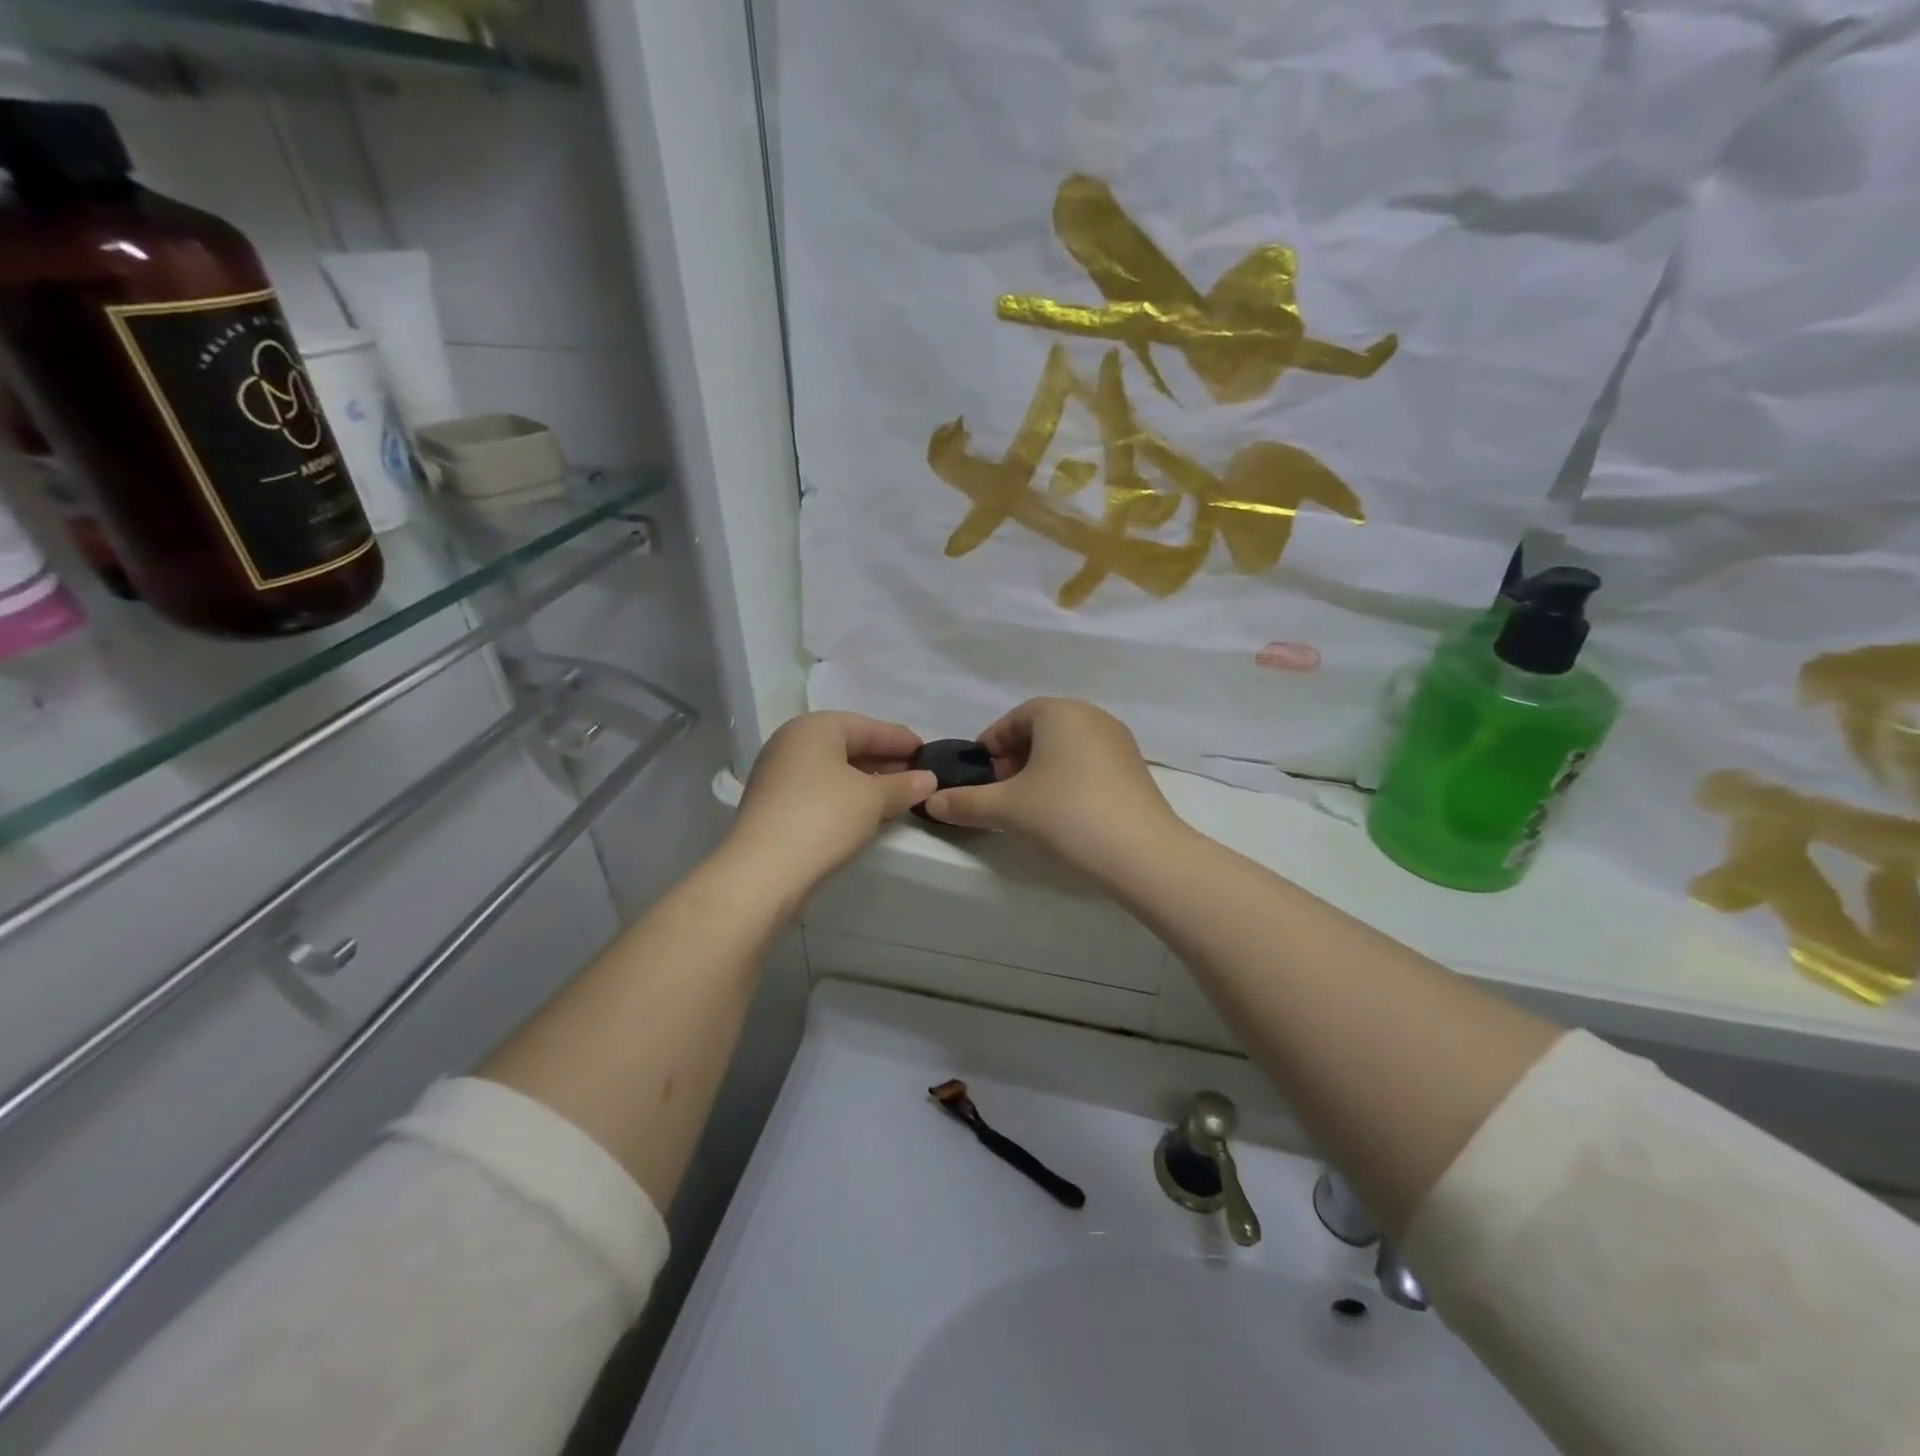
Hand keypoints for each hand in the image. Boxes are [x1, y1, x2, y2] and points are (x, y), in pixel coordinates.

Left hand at [726, 712, 935, 901]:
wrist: (763, 871)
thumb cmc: (823, 818)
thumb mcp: (873, 799)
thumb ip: (903, 785)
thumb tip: (929, 779)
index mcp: (814, 728)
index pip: (868, 726)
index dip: (901, 740)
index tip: (928, 753)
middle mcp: (791, 742)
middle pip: (848, 744)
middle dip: (884, 760)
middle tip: (917, 775)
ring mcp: (778, 773)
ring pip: (833, 769)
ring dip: (866, 780)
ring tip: (897, 795)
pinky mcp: (774, 804)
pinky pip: (819, 789)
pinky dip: (846, 795)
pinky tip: (866, 811)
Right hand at [922, 698, 1181, 875]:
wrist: (1139, 850)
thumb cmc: (1065, 812)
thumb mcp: (1007, 807)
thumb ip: (966, 803)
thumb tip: (931, 803)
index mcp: (1058, 711)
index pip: (1014, 719)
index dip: (991, 745)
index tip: (980, 775)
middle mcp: (1091, 715)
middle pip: (1041, 731)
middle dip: (1016, 758)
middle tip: (1002, 791)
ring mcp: (1118, 740)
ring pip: (1067, 747)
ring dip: (1042, 769)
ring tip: (1030, 805)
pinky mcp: (1135, 767)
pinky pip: (1090, 762)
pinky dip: (1069, 778)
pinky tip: (1064, 812)